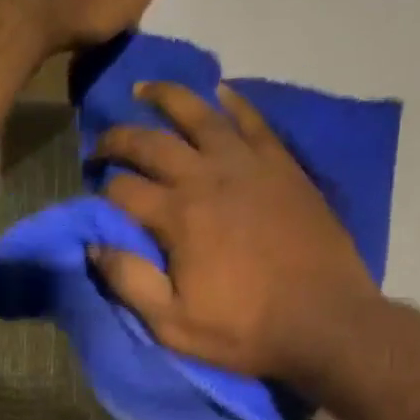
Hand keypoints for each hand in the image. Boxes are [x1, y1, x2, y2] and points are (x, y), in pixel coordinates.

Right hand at [93, 82, 381, 381]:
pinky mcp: (283, 166)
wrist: (325, 321)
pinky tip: (219, 92)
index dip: (100, 192)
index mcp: (178, 216)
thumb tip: (95, 245)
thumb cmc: (246, 329)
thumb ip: (130, 282)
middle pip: (151, 143)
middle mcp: (208, 177)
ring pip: (200, 115)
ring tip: (145, 90)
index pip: (122, 190)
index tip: (93, 199)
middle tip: (102, 145)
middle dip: (118, 139)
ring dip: (168, 98)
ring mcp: (249, 166)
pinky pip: (253, 121)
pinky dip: (233, 102)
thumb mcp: (174, 324)